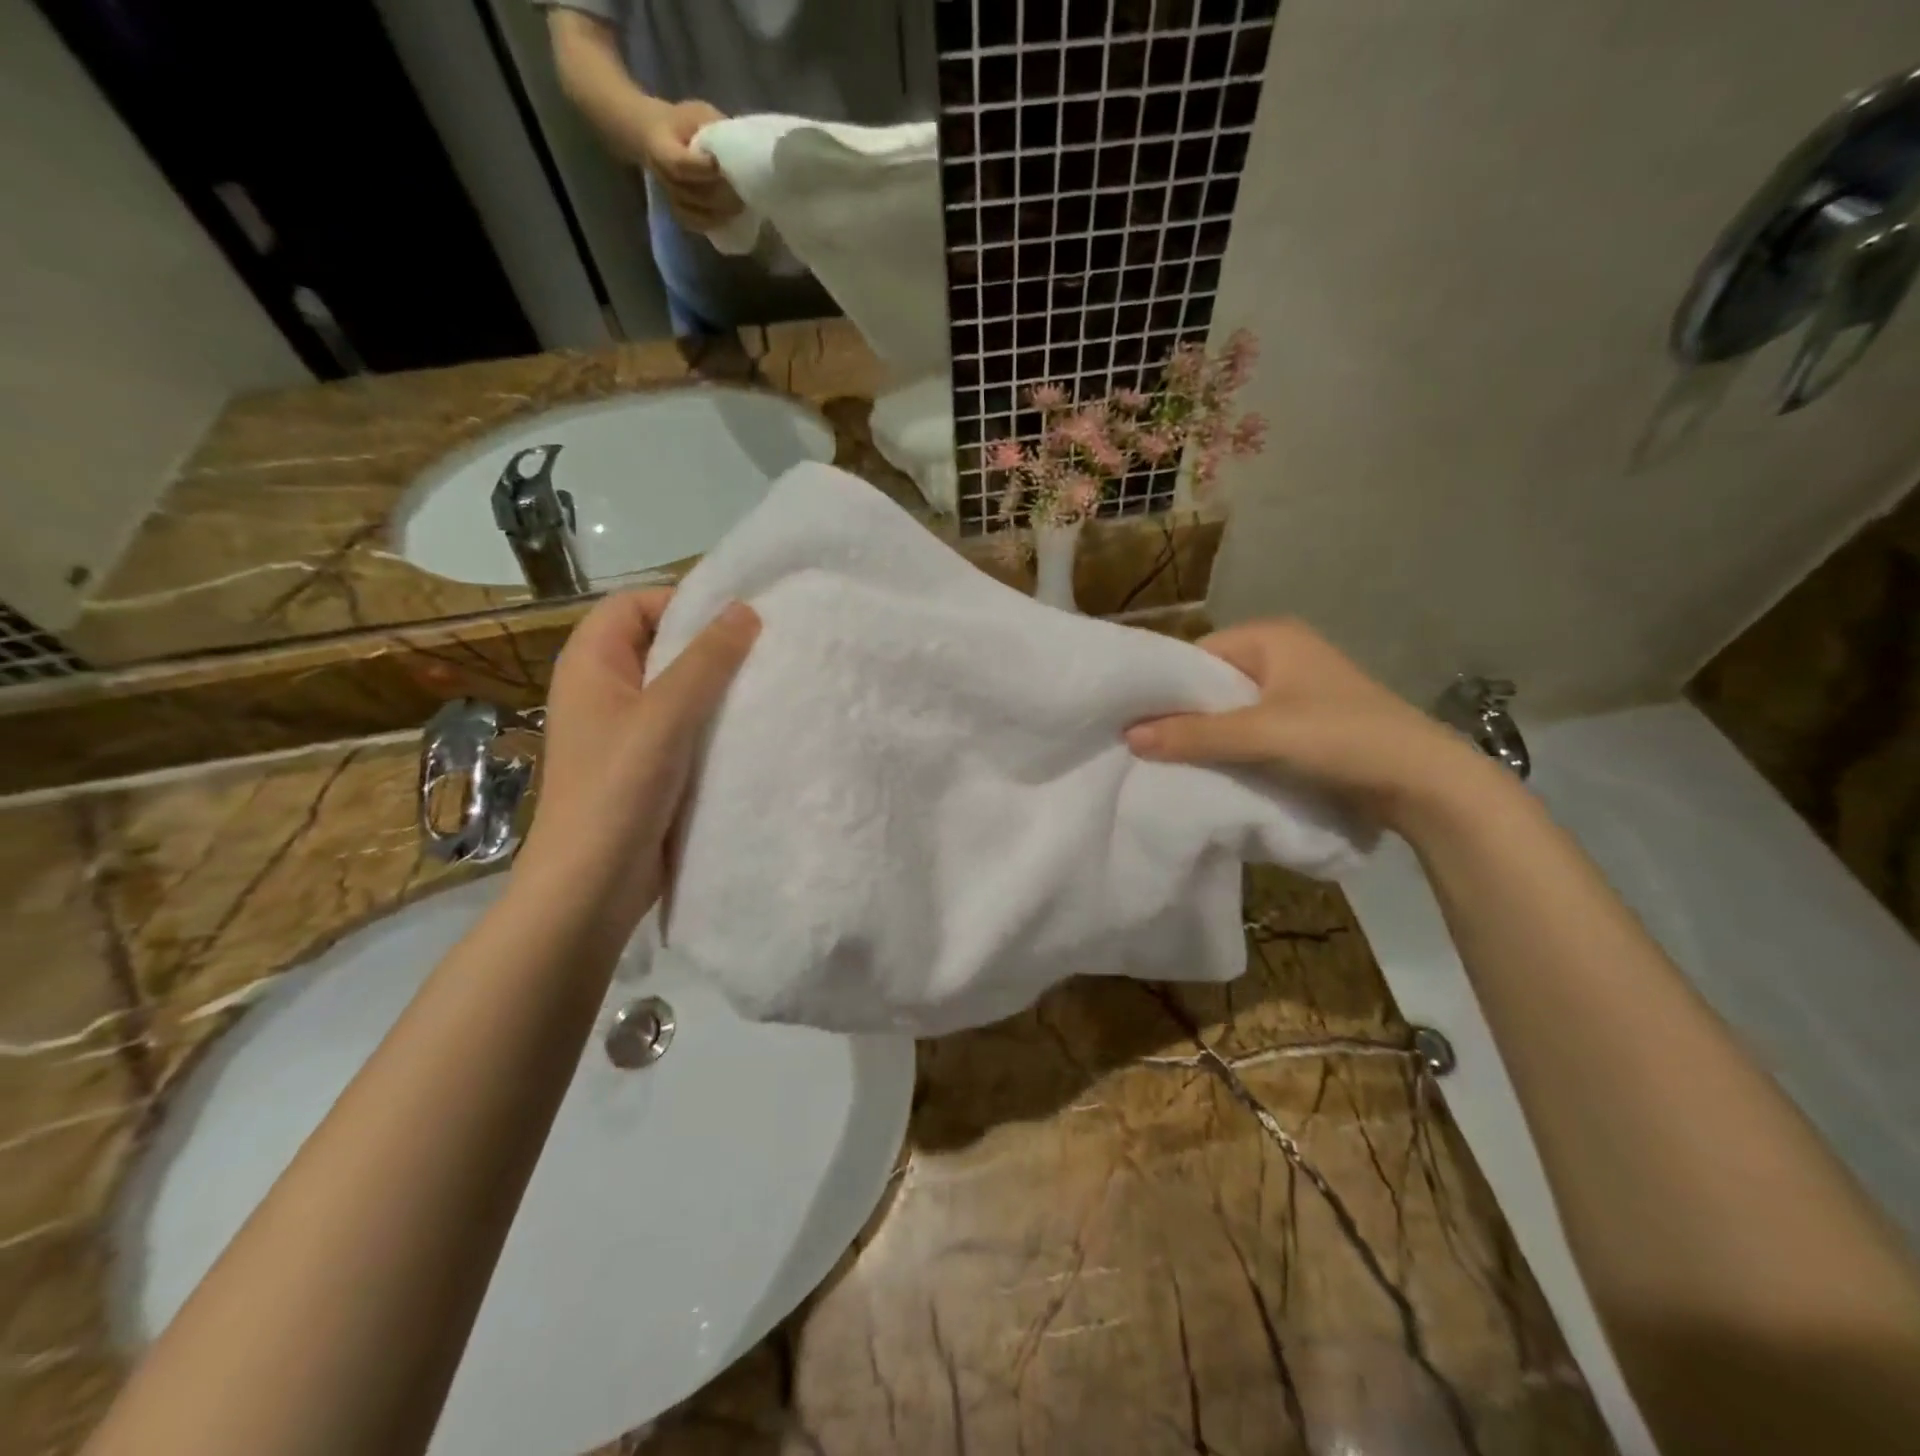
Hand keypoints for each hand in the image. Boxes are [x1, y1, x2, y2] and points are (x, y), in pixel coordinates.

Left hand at [513, 589, 758, 936]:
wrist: (592, 884)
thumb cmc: (618, 789)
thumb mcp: (665, 714)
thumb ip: (706, 660)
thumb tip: (745, 609)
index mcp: (591, 664)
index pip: (634, 604)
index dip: (681, 601)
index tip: (738, 618)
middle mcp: (603, 690)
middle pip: (658, 644)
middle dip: (708, 644)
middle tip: (765, 650)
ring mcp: (624, 730)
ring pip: (675, 688)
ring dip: (715, 686)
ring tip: (766, 686)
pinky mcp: (645, 765)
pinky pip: (682, 726)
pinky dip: (712, 722)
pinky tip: (750, 729)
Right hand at [626, 97, 743, 230]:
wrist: (655, 135)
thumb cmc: (681, 123)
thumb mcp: (696, 113)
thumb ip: (714, 127)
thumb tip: (743, 146)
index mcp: (660, 145)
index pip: (679, 163)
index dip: (701, 168)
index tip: (720, 165)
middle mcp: (662, 175)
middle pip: (693, 193)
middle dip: (720, 195)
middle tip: (743, 193)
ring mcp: (670, 196)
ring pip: (697, 212)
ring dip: (721, 212)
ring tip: (742, 206)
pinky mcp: (678, 210)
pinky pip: (696, 224)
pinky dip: (714, 223)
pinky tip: (730, 219)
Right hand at [1126, 618, 1502, 831]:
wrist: (1423, 782)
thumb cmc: (1342, 739)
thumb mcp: (1262, 734)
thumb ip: (1195, 734)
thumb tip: (1129, 736)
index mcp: (1270, 637)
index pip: (1195, 656)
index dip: (1163, 688)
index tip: (1131, 721)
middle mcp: (1280, 653)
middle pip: (1210, 683)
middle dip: (1182, 714)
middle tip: (1143, 746)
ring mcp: (1294, 688)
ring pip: (1229, 709)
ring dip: (1206, 734)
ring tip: (1168, 760)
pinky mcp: (1304, 721)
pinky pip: (1250, 727)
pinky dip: (1230, 746)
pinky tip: (1209, 767)